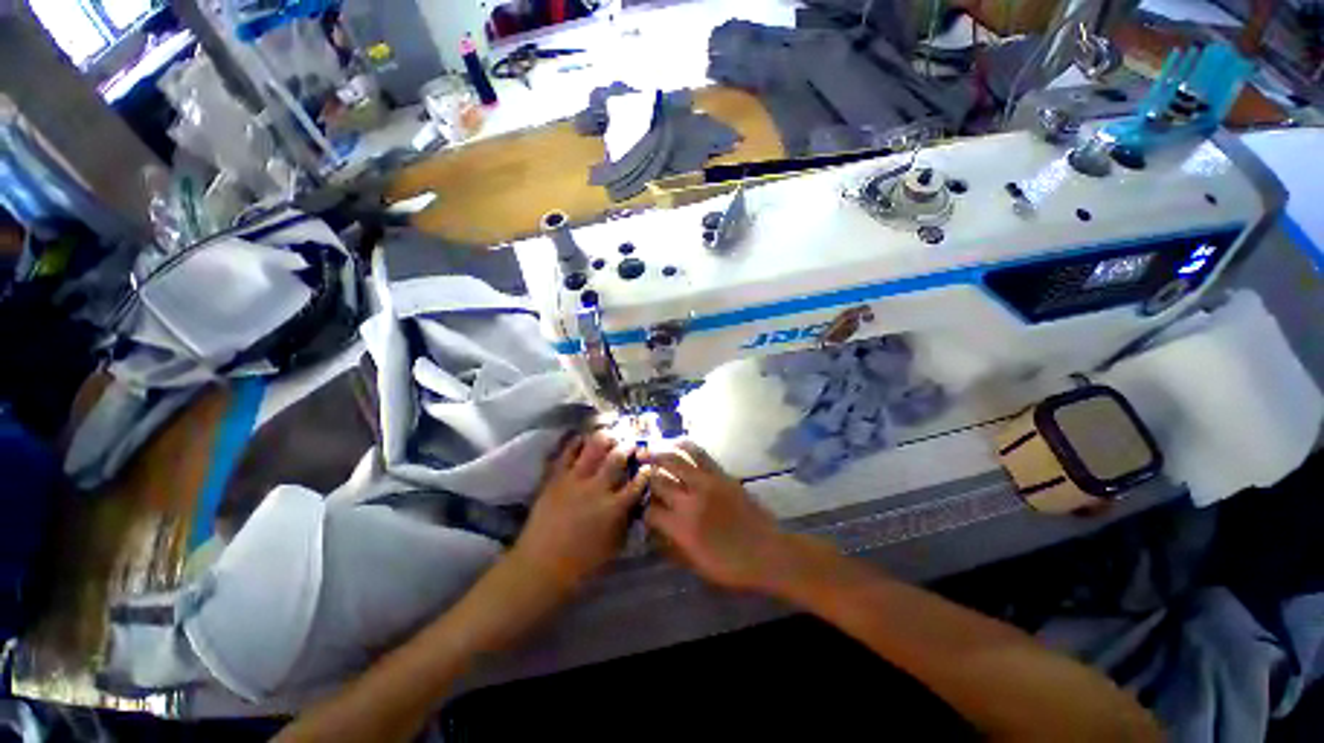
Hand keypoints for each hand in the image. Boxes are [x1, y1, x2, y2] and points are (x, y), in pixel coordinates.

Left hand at [512, 432, 650, 590]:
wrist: (540, 566)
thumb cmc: (581, 563)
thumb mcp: (614, 545)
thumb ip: (627, 520)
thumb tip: (635, 503)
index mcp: (614, 507)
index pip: (637, 482)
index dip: (645, 471)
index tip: (647, 465)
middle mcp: (597, 488)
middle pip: (617, 457)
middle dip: (628, 446)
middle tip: (632, 442)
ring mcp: (575, 480)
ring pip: (594, 448)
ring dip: (605, 438)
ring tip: (610, 434)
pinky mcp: (556, 478)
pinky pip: (567, 452)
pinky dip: (576, 442)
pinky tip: (582, 438)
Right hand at [644, 441, 803, 592]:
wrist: (768, 552)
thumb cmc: (732, 566)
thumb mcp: (696, 565)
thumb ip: (671, 546)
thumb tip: (653, 532)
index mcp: (682, 528)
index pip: (651, 511)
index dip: (642, 510)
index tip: (641, 508)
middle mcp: (690, 501)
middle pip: (659, 481)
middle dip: (645, 478)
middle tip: (638, 474)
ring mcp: (707, 484)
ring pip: (675, 460)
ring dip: (657, 454)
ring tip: (646, 451)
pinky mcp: (721, 474)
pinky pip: (700, 454)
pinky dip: (685, 446)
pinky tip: (675, 443)